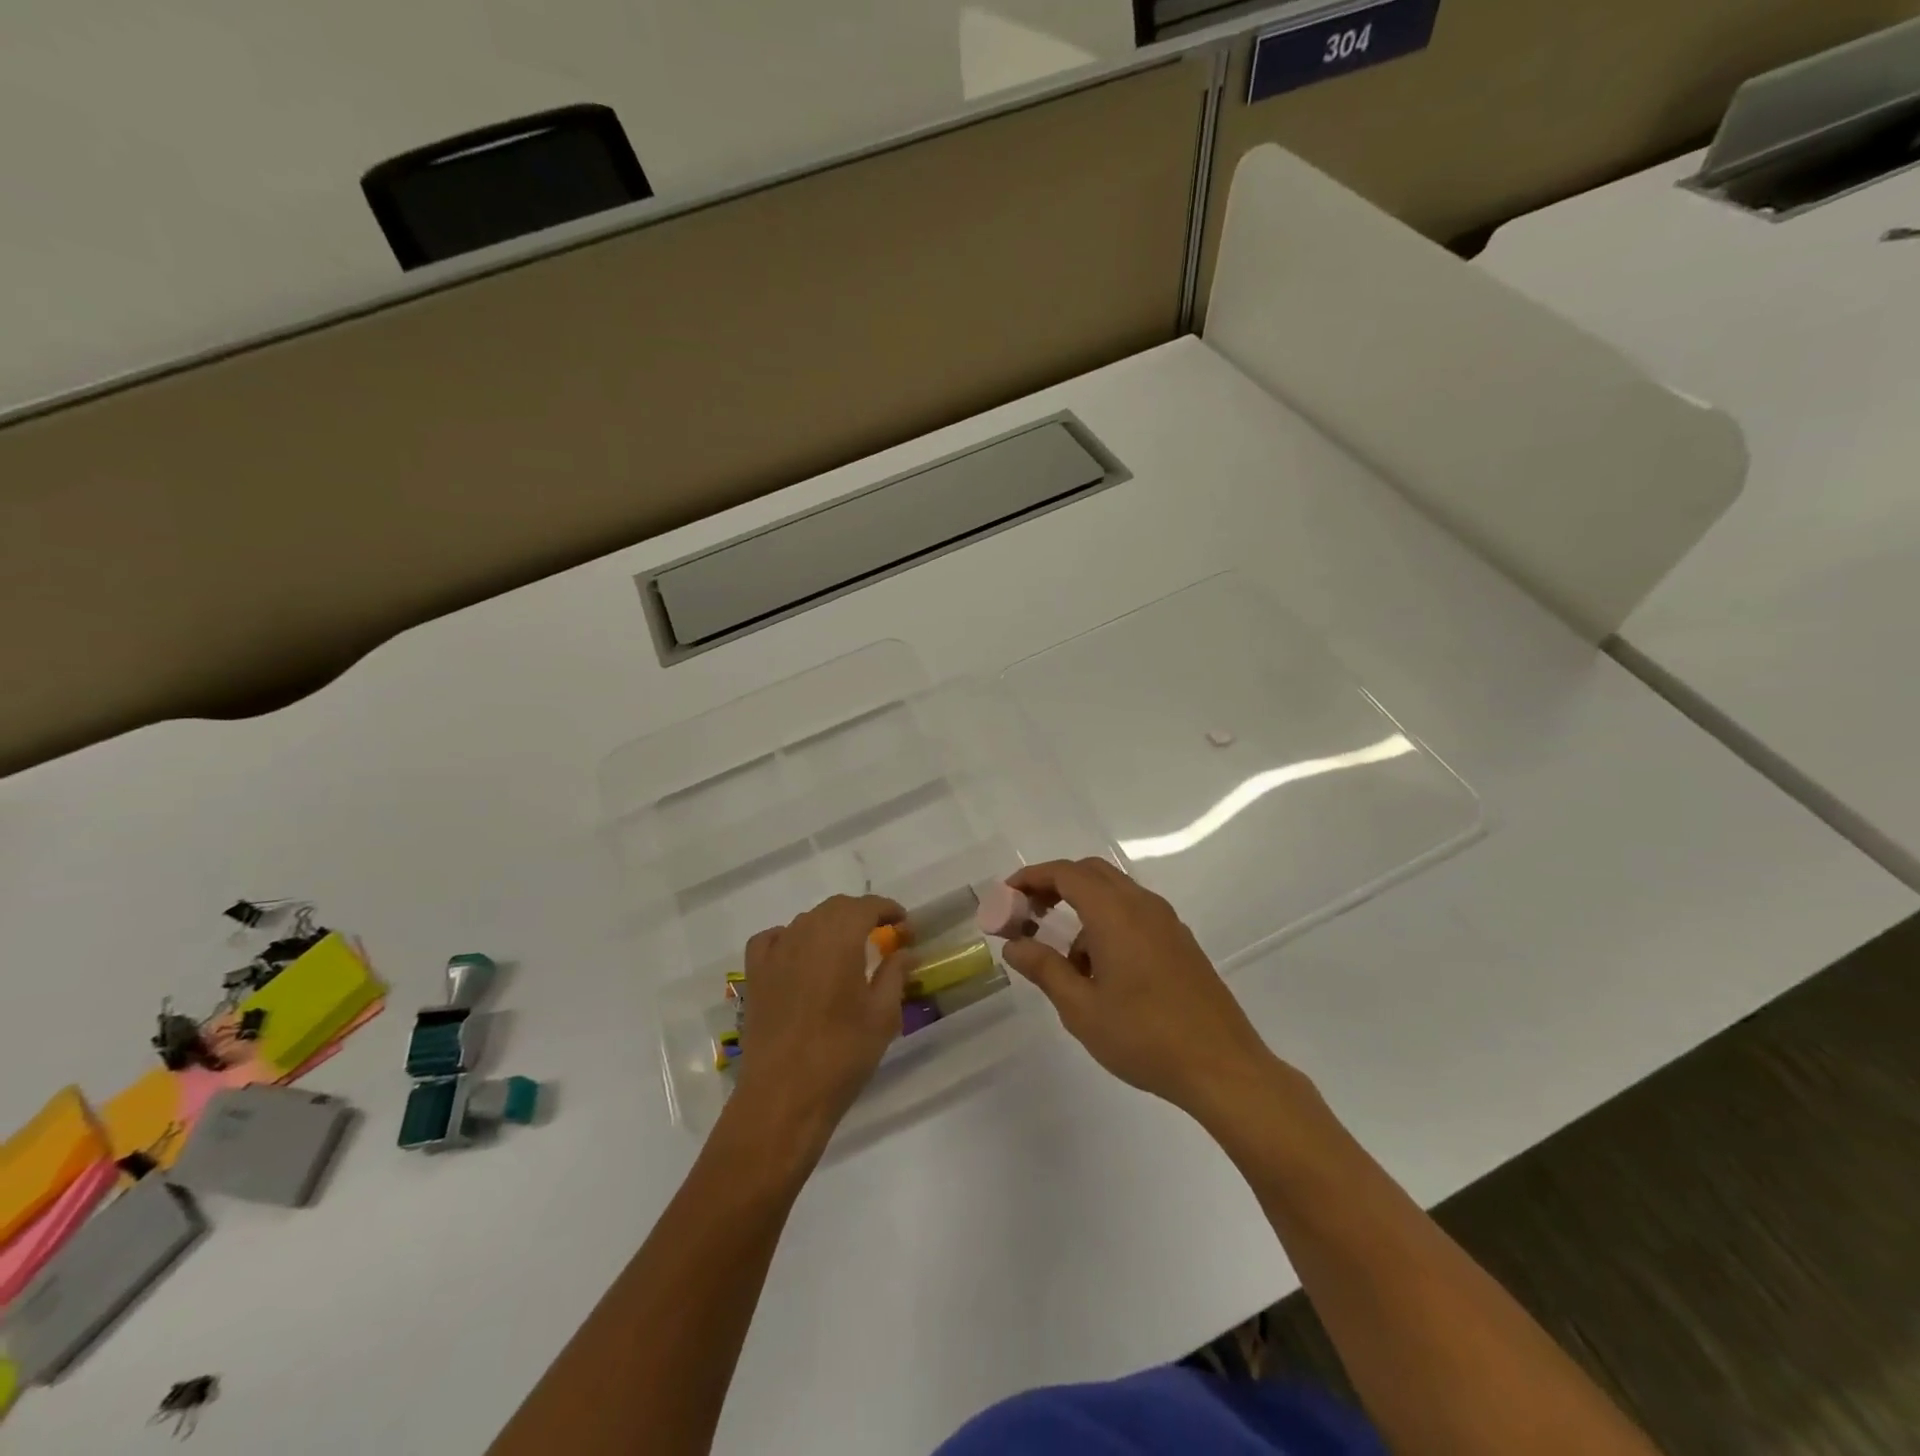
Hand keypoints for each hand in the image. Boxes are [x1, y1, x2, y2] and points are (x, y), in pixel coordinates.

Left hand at [730, 894, 907, 1148]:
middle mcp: (805, 934)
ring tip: (848, 950)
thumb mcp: (882, 1015)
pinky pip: (772, 939)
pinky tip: (800, 955)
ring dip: (830, 926)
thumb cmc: (842, 1054)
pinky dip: (790, 937)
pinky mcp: (755, 975)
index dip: (888, 909)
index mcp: (839, 938)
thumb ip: (895, 974)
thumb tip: (908, 951)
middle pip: (836, 908)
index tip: (905, 926)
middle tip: (884, 936)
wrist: (784, 1096)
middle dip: (862, 914)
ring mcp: (775, 953)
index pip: (866, 906)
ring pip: (806, 921)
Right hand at [1003, 859, 1279, 1118]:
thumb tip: (1014, 945)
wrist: (1223, 1068)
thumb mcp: (1082, 1008)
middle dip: (1055, 886)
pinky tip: (1102, 972)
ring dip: (1082, 908)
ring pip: (1115, 894)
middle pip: (1091, 873)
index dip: (1032, 877)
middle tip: (1028, 914)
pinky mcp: (1180, 942)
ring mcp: (1167, 923)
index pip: (1066, 874)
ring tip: (1066, 960)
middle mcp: (1143, 906)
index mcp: (1116, 914)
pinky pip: (1135, 914)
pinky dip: (1107, 923)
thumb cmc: (1145, 1037)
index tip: (1007, 895)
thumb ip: (1044, 969)